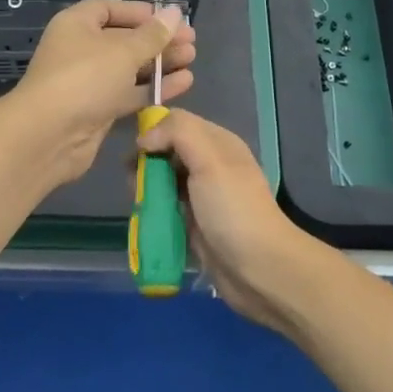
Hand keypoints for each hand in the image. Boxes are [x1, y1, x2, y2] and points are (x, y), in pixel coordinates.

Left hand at [12, 0, 195, 185]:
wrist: (49, 136)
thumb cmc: (85, 78)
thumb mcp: (123, 51)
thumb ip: (153, 34)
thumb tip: (175, 12)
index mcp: (77, 24)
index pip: (109, 8)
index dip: (139, 11)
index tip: (168, 18)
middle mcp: (81, 49)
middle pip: (124, 38)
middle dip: (157, 39)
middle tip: (191, 41)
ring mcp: (89, 81)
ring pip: (130, 67)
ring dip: (160, 63)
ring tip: (192, 59)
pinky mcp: (99, 109)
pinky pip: (130, 93)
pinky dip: (154, 87)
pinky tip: (184, 83)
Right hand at [135, 109, 317, 332]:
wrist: (259, 269)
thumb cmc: (233, 209)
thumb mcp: (210, 160)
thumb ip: (178, 133)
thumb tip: (144, 138)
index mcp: (217, 143)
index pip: (178, 122)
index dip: (155, 130)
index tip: (136, 150)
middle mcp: (209, 165)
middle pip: (168, 151)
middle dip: (147, 162)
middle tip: (133, 180)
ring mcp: (201, 196)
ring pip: (164, 180)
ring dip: (147, 187)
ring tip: (138, 201)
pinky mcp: (194, 224)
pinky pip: (166, 208)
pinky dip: (153, 210)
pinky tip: (144, 218)